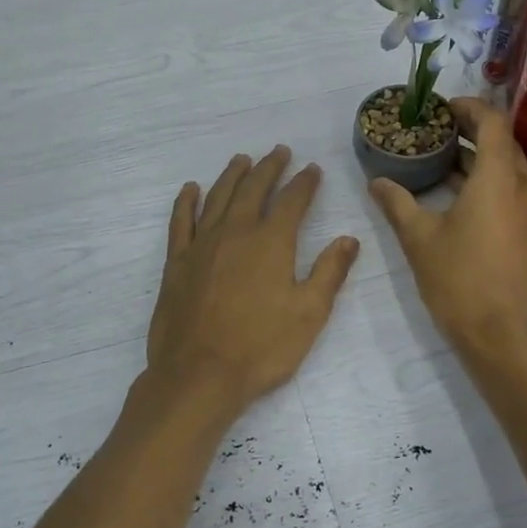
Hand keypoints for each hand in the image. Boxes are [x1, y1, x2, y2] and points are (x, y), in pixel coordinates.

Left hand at [146, 146, 360, 413]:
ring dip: (232, 175)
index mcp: (271, 242)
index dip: (305, 182)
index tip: (313, 169)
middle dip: (269, 168)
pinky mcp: (177, 262)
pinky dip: (186, 201)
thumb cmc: (261, 348)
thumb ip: (329, 272)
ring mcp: (202, 245)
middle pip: (254, 189)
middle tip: (279, 152)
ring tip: (242, 160)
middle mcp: (236, 232)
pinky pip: (181, 221)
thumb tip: (348, 239)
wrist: (198, 375)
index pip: (293, 201)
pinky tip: (191, 189)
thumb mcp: (309, 314)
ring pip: (218, 197)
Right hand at [368, 98, 526, 358]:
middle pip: (503, 141)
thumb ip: (397, 203)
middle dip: (471, 129)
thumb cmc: (459, 280)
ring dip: (478, 155)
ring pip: (508, 166)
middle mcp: (523, 185)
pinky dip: (486, 178)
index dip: (468, 107)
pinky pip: (511, 188)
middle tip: (435, 129)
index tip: (441, 108)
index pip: (492, 122)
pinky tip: (457, 191)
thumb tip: (376, 181)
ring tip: (441, 156)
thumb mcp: (419, 238)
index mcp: (498, 178)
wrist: (500, 334)